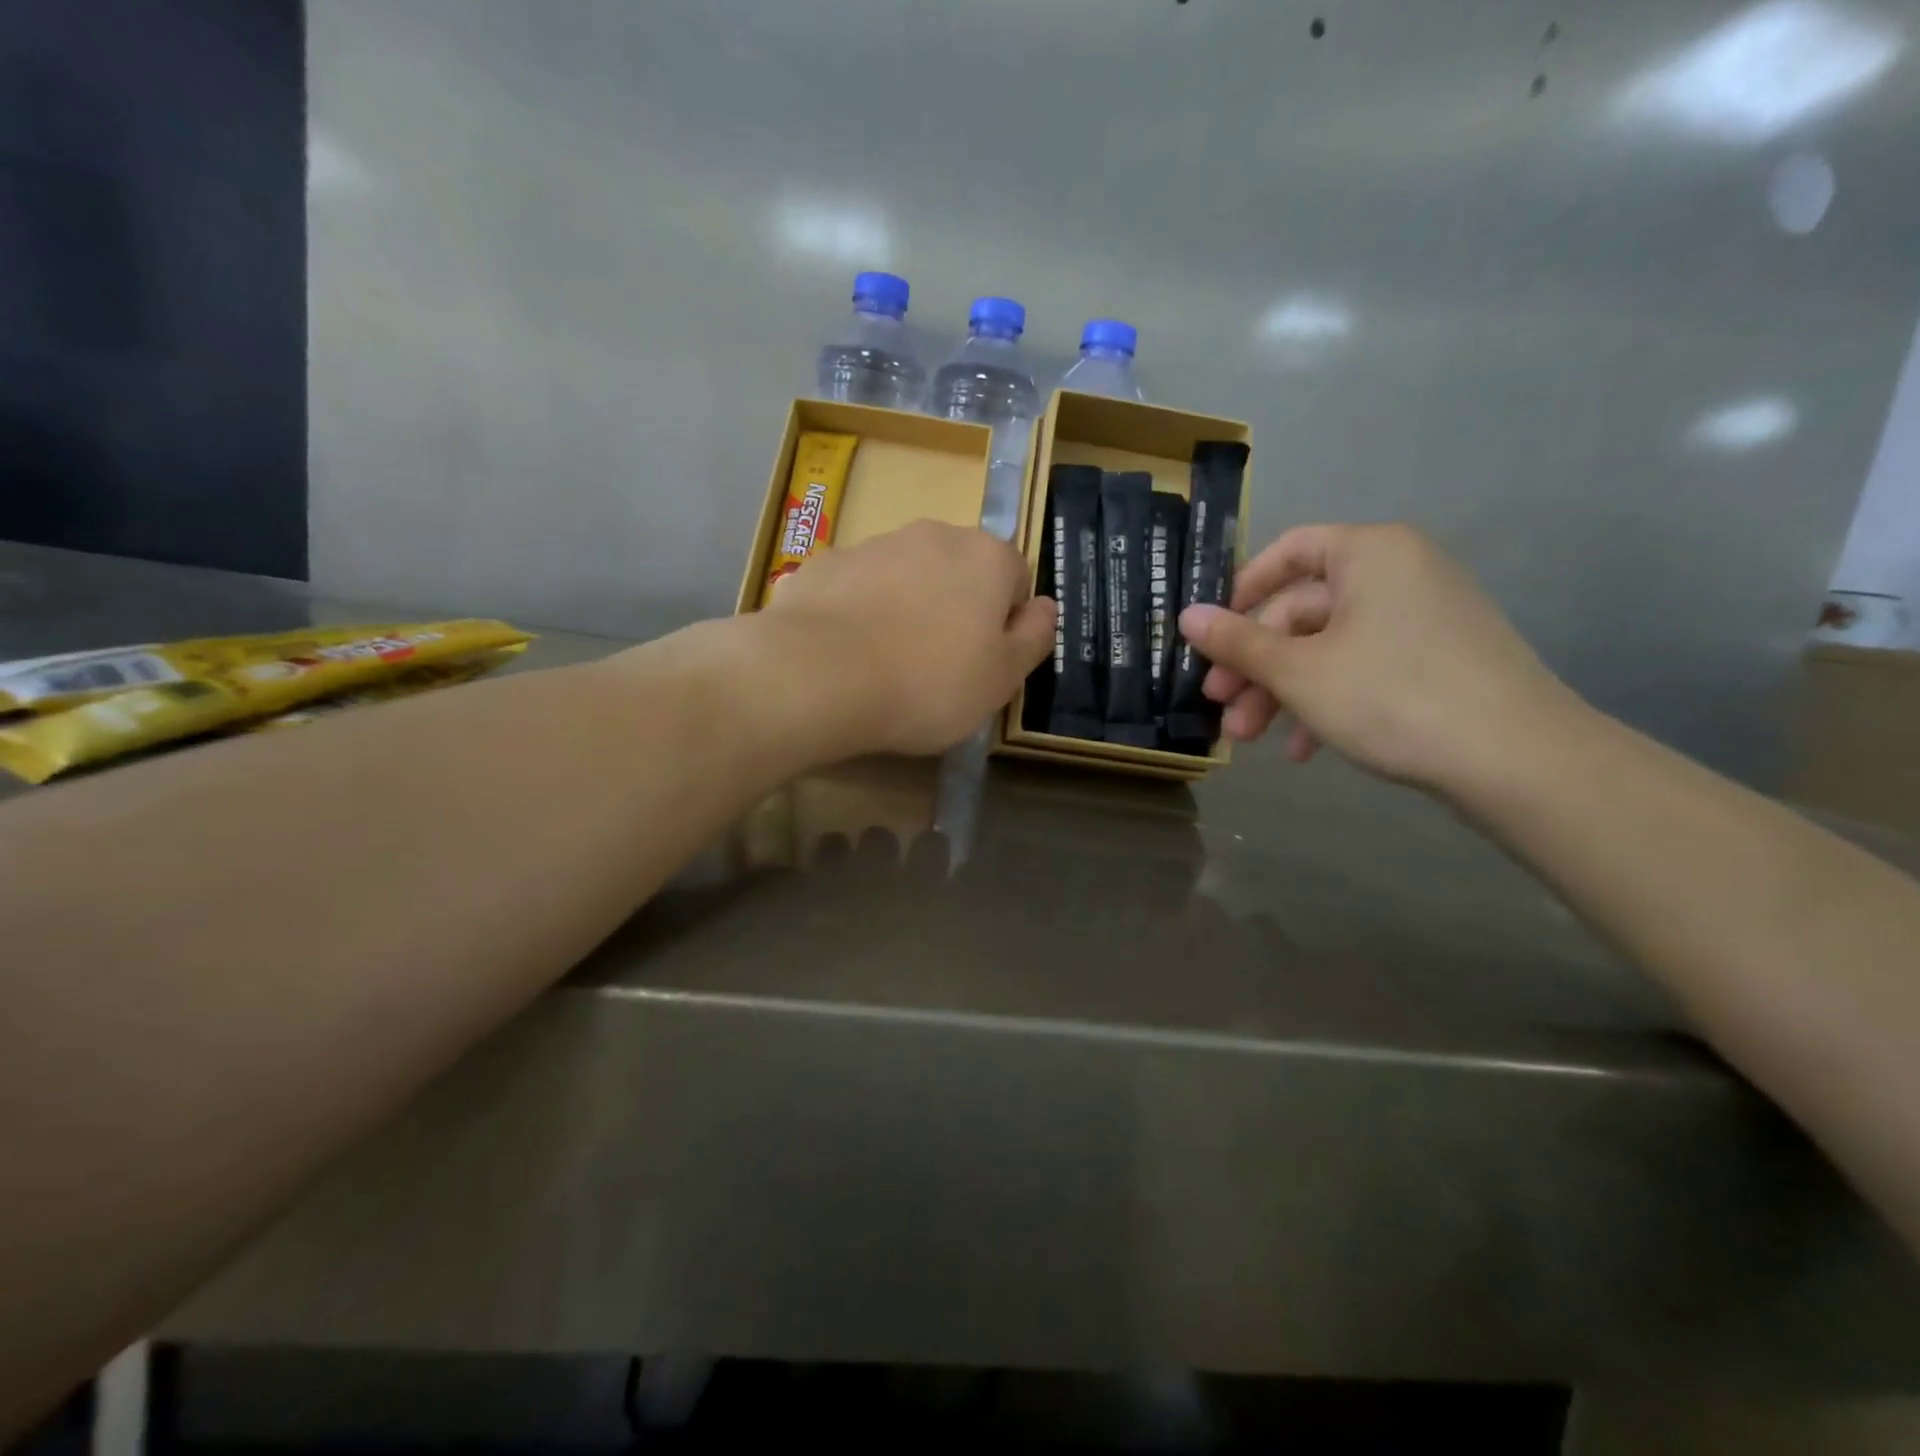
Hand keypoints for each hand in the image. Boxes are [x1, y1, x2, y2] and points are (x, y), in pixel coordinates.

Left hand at [763, 520, 1055, 755]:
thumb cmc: (928, 683)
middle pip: (958, 572)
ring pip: (905, 577)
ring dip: (906, 608)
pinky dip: (859, 612)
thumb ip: (1034, 637)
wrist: (821, 676)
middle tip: (938, 666)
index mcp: (986, 557)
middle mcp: (933, 535)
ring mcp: (874, 545)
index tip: (983, 663)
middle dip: (955, 610)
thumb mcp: (1003, 678)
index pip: (1015, 580)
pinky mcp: (825, 563)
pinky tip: (847, 654)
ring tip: (887, 663)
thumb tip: (1045, 607)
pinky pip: (857, 588)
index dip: (1004, 624)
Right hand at [1176, 523, 1577, 790]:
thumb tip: (1185, 616)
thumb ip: (1237, 642)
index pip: (1289, 549)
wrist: (1516, 759)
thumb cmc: (1392, 695)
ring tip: (1249, 739)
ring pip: (1328, 647)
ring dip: (1281, 692)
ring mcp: (1422, 618)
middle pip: (1302, 610)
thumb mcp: (1298, 671)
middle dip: (1255, 664)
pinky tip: (1303, 749)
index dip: (1241, 590)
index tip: (1210, 635)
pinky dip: (1326, 701)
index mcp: (1369, 553)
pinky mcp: (1436, 661)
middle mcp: (1398, 573)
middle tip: (1218, 706)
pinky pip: (1363, 668)